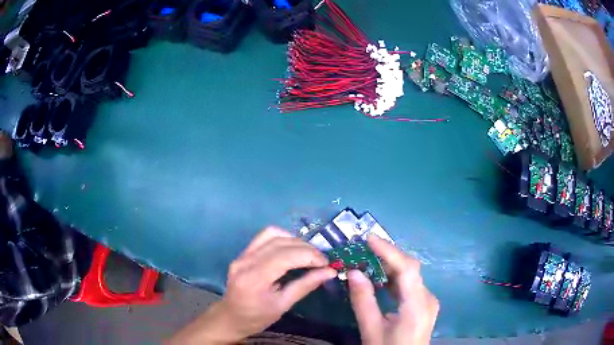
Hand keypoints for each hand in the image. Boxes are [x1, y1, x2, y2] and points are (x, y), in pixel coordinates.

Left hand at [170, 227, 336, 343]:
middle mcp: (246, 261)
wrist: (230, 317)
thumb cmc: (256, 317)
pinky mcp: (243, 253)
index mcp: (255, 278)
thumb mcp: (283, 306)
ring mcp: (242, 254)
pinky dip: (283, 239)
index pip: (286, 256)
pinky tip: (292, 250)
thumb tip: (329, 272)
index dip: (310, 256)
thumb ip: (305, 286)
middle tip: (322, 261)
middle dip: (306, 249)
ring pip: (273, 234)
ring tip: (309, 254)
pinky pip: (264, 237)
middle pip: (281, 243)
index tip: (327, 264)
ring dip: (295, 241)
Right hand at [348, 235, 438, 344]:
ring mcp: (428, 302)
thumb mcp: (371, 329)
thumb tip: (353, 272)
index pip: (407, 269)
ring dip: (391, 266)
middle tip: (365, 248)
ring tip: (369, 259)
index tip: (369, 238)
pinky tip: (381, 280)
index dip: (389, 251)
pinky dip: (395, 279)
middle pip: (411, 269)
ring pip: (411, 276)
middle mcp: (428, 298)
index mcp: (417, 306)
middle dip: (388, 255)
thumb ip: (363, 301)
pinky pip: (411, 285)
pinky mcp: (425, 306)